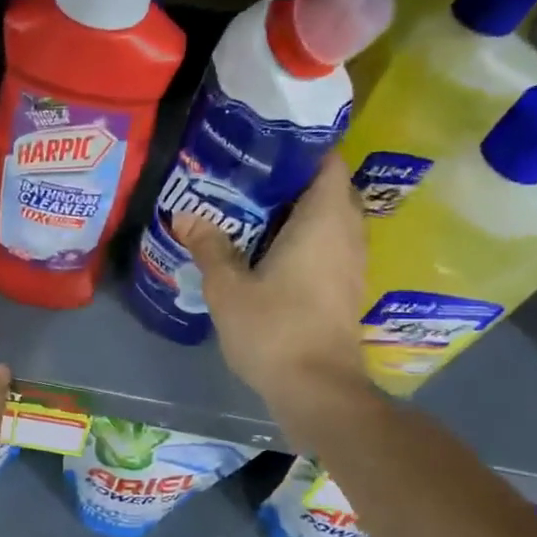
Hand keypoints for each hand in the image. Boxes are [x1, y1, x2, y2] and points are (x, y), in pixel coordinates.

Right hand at [175, 165, 370, 415]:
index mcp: (323, 220)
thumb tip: (186, 216)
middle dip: (291, 181)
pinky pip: (327, 245)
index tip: (263, 147)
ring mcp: (350, 263)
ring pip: (329, 220)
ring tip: (251, 210)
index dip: (299, 148)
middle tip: (246, 179)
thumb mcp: (227, 287)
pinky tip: (267, 250)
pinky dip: (303, 238)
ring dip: (297, 212)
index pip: (326, 162)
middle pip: (327, 189)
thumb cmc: (273, 329)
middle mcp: (346, 233)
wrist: (316, 389)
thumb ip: (209, 247)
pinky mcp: (345, 288)